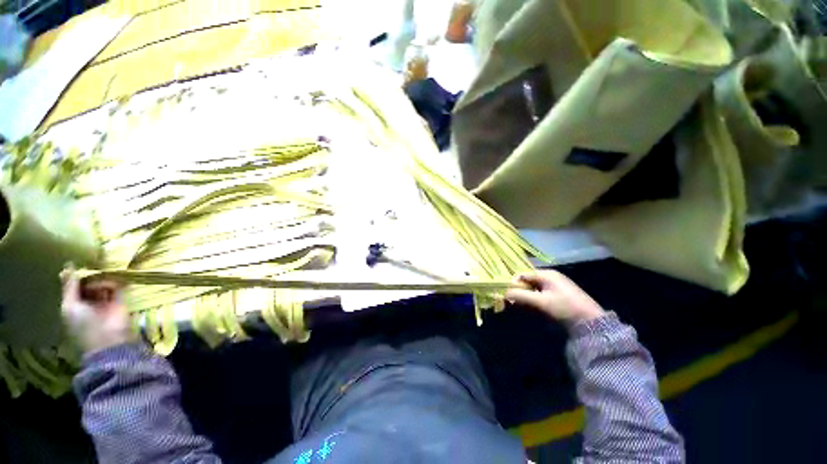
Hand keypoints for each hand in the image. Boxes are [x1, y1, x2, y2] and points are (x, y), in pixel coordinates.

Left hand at [61, 266, 134, 353]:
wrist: (109, 338)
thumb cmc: (83, 324)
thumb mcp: (70, 305)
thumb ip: (70, 287)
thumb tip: (67, 266)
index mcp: (73, 304)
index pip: (73, 286)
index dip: (74, 276)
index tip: (76, 264)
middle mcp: (88, 301)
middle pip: (88, 283)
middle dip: (89, 275)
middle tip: (90, 268)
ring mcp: (104, 301)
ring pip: (102, 283)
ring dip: (101, 279)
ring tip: (101, 277)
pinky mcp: (119, 300)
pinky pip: (116, 287)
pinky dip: (114, 282)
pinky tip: (112, 280)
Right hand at [506, 270, 604, 324]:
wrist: (591, 322)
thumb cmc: (564, 307)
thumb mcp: (541, 301)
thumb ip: (521, 296)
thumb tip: (504, 293)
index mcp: (546, 274)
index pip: (523, 274)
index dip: (513, 283)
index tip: (506, 293)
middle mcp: (550, 276)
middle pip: (528, 280)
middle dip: (519, 290)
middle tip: (513, 301)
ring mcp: (556, 285)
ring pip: (534, 287)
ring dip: (526, 295)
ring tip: (521, 305)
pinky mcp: (560, 294)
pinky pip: (541, 293)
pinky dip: (535, 299)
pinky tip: (533, 307)